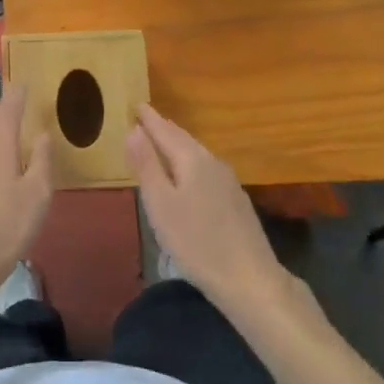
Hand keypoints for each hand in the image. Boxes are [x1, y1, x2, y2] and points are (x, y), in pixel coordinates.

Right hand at [126, 104, 290, 313]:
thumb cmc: (196, 242)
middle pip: (183, 139)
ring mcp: (228, 180)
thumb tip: (134, 129)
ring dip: (177, 143)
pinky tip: (187, 173)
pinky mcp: (235, 199)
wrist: (250, 279)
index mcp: (192, 159)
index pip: (165, 131)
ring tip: (162, 140)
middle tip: (146, 118)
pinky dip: (189, 161)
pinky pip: (205, 167)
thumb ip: (146, 165)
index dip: (149, 118)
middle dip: (163, 128)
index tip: (135, 104)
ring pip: (196, 153)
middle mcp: (212, 162)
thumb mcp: (160, 204)